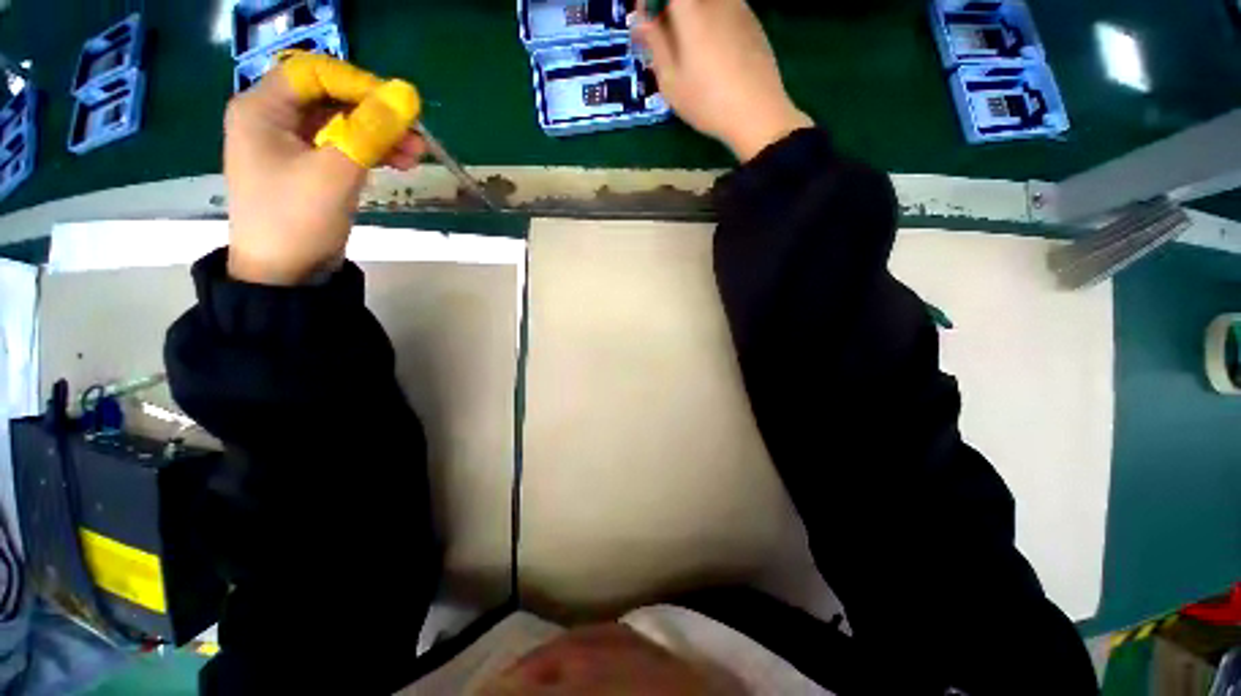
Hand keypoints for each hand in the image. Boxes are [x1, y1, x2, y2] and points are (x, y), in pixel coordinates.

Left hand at [223, 52, 425, 284]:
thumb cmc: (297, 220)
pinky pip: (343, 146)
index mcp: (261, 110)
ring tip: (416, 155)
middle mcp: (272, 119)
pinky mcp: (308, 167)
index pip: (314, 73)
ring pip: (341, 123)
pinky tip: (398, 162)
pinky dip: (370, 151)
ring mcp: (290, 145)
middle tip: (415, 135)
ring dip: (379, 135)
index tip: (399, 107)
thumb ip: (371, 132)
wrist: (285, 275)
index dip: (358, 84)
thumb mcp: (336, 173)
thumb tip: (407, 95)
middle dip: (374, 114)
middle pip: (330, 98)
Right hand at [633, 0, 812, 160]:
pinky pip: (724, 10)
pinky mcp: (753, 22)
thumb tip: (642, 21)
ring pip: (707, 3)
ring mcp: (739, 7)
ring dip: (692, 17)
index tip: (646, 19)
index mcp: (691, 9)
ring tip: (687, 49)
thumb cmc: (707, 101)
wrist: (757, 113)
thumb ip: (655, 44)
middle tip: (663, 37)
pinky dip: (711, 23)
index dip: (653, 2)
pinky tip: (712, 54)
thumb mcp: (671, 81)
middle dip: (671, 11)